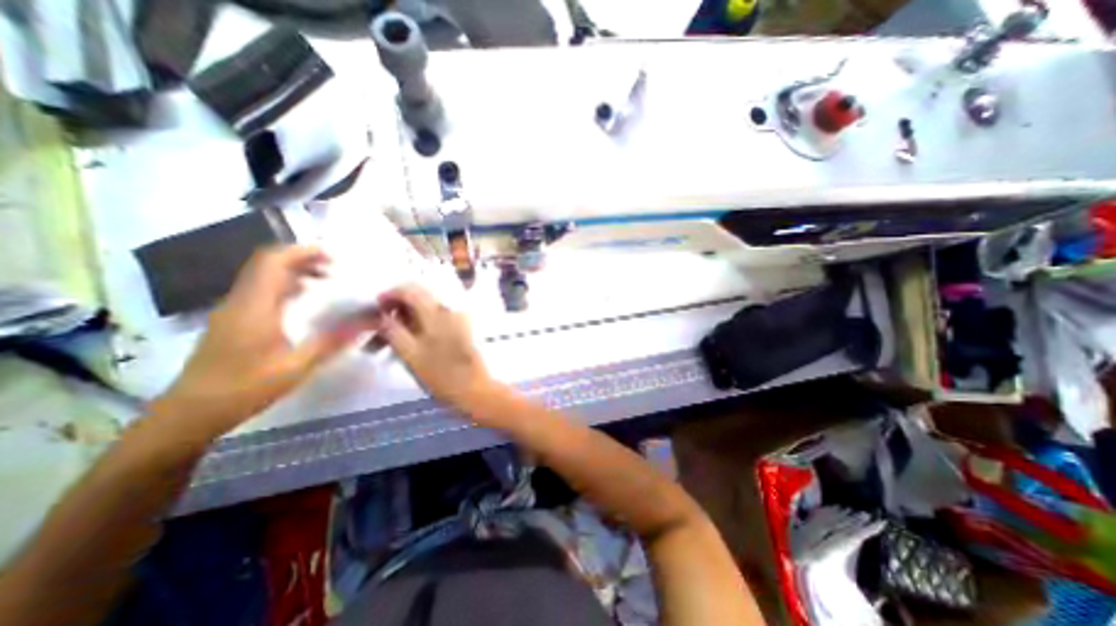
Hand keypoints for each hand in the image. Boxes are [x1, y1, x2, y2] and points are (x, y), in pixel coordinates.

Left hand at [153, 248, 379, 433]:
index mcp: (254, 307)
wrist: (190, 413)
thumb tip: (369, 323)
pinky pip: (260, 291)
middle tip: (336, 267)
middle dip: (302, 259)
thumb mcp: (297, 367)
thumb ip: (332, 341)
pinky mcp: (233, 320)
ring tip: (326, 280)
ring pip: (263, 276)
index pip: (273, 262)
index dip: (302, 252)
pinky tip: (305, 301)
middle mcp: (240, 301)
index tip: (334, 255)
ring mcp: (233, 310)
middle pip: (267, 264)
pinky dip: (285, 286)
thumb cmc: (245, 388)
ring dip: (294, 271)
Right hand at [378, 284, 492, 410]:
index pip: (411, 290)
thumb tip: (382, 316)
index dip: (390, 295)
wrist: (473, 389)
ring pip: (424, 311)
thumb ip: (393, 331)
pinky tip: (408, 345)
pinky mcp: (460, 330)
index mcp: (436, 312)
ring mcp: (457, 319)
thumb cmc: (440, 375)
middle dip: (396, 309)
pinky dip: (418, 327)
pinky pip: (435, 320)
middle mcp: (449, 310)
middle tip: (378, 329)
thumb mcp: (410, 355)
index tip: (375, 308)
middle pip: (418, 298)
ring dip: (405, 321)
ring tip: (387, 344)